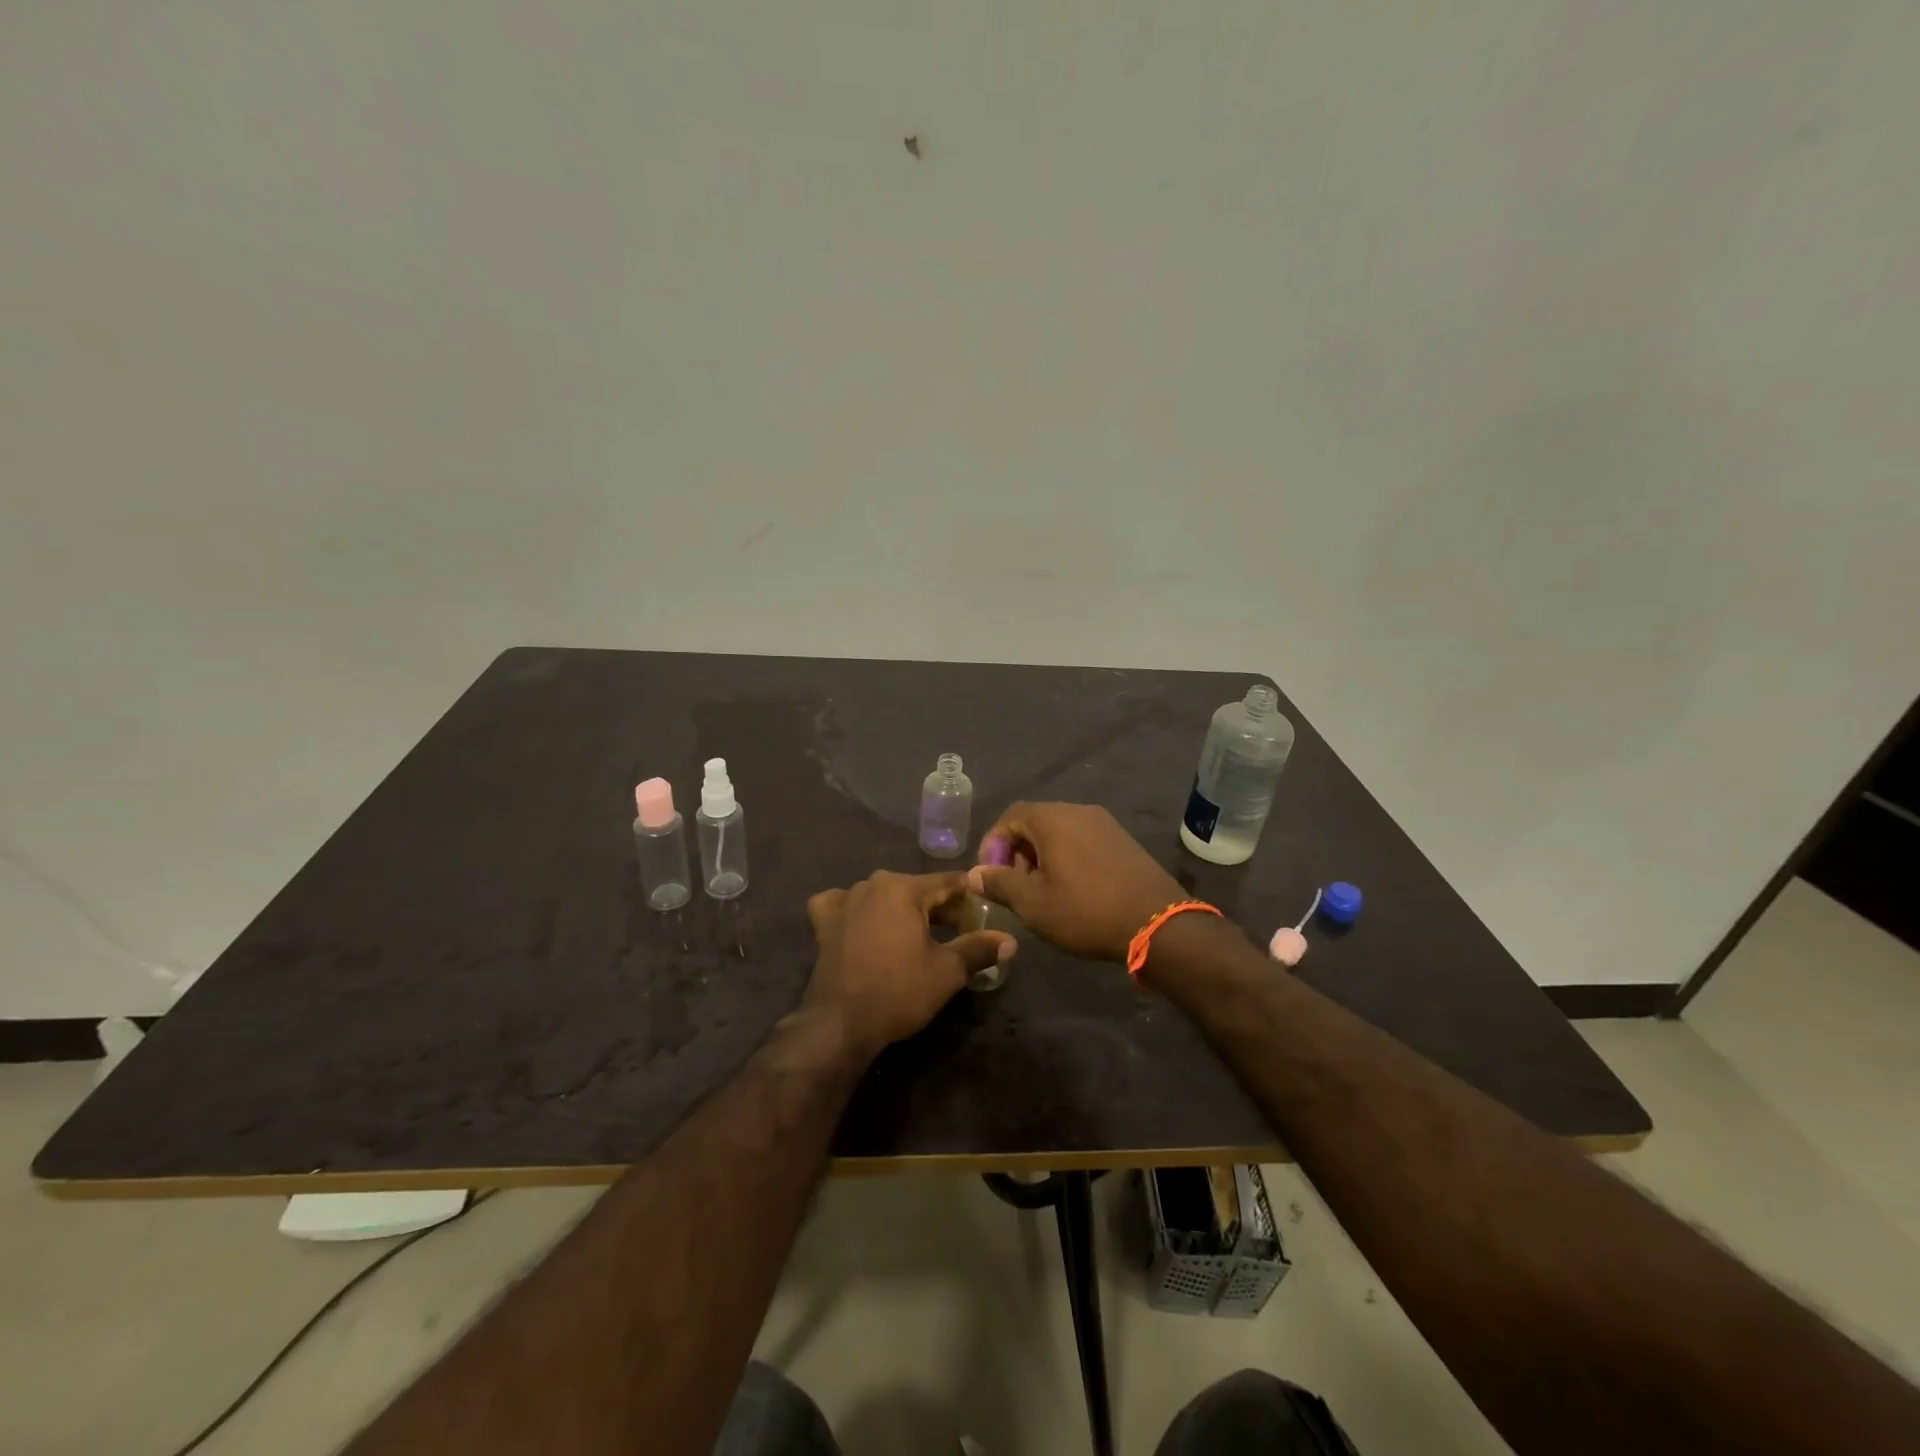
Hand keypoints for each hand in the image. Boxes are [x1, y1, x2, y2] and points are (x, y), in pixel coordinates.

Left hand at [803, 871, 1015, 1053]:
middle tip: (958, 929)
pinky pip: (843, 905)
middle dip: (938, 906)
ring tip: (916, 933)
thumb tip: (1011, 941)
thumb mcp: (947, 971)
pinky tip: (860, 924)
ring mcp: (844, 901)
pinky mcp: (823, 922)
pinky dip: (854, 911)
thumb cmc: (899, 991)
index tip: (984, 908)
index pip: (947, 882)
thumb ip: (979, 949)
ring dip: (899, 909)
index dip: (969, 895)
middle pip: (915, 889)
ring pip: (881, 895)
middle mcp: (872, 884)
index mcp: (903, 888)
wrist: (841, 1023)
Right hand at [967, 802, 1184, 961]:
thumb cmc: (1086, 911)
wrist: (1158, 924)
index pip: (1011, 815)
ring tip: (1041, 891)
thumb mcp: (1033, 904)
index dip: (993, 843)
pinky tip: (1072, 889)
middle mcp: (1079, 811)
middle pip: (1036, 821)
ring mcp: (1105, 824)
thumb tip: (974, 874)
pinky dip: (1067, 857)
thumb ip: (999, 884)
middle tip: (1014, 886)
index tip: (990, 875)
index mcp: (1053, 819)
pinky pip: (1083, 840)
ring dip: (1042, 856)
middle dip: (1018, 851)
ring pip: (1060, 831)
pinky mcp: (1123, 840)